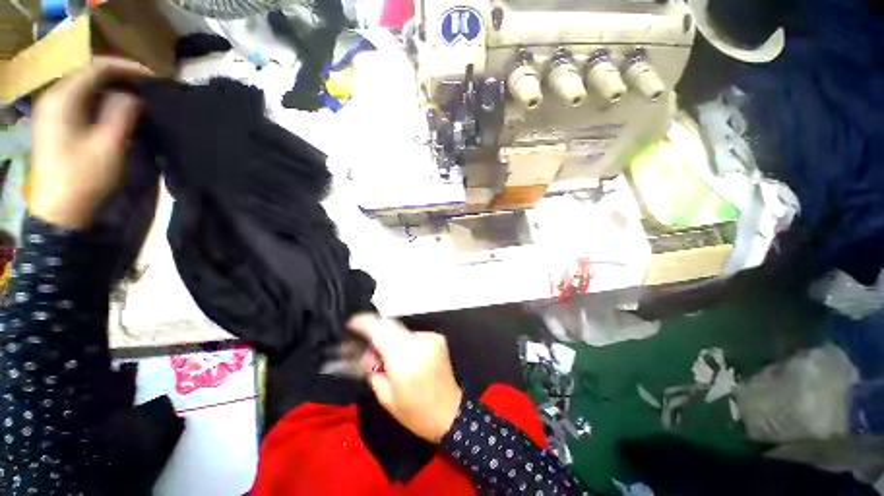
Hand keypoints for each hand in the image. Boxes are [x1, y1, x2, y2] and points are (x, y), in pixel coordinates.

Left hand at [31, 56, 152, 227]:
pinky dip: (101, 99)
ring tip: (135, 96)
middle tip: (146, 86)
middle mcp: (54, 97)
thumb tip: (135, 97)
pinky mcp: (55, 122)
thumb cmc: (84, 179)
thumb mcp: (109, 146)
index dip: (127, 67)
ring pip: (85, 85)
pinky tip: (115, 109)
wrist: (59, 210)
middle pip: (88, 72)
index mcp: (63, 99)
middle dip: (119, 75)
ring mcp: (52, 109)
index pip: (96, 67)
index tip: (154, 77)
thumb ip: (122, 114)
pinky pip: (80, 99)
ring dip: (111, 87)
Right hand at [348, 314, 463, 442]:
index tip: (351, 323)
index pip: (381, 331)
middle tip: (365, 345)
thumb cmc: (415, 412)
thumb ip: (372, 369)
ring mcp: (431, 337)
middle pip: (390, 325)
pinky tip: (403, 357)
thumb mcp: (386, 396)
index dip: (364, 323)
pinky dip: (403, 341)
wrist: (451, 413)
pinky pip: (412, 334)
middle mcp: (419, 342)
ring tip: (384, 356)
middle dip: (374, 331)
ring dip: (389, 337)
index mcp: (405, 359)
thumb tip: (364, 351)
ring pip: (401, 330)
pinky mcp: (437, 337)